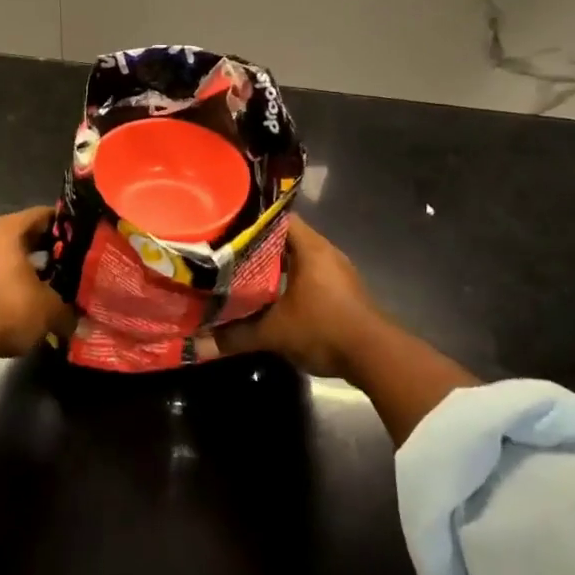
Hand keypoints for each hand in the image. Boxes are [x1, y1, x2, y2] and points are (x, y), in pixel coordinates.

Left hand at [0, 206, 75, 358]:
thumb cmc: (9, 309)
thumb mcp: (50, 310)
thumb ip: (68, 310)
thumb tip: (78, 321)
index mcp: (7, 228)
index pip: (43, 215)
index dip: (65, 227)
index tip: (81, 240)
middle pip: (21, 234)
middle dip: (44, 248)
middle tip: (68, 263)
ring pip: (3, 254)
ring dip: (22, 266)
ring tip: (46, 284)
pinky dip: (4, 281)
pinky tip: (20, 299)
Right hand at [217, 217, 384, 379]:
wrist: (375, 357)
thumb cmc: (324, 329)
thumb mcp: (274, 333)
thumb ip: (235, 337)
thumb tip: (198, 345)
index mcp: (310, 247)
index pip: (277, 218)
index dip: (251, 220)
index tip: (227, 226)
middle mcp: (326, 252)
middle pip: (286, 238)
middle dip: (258, 245)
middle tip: (227, 251)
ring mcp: (338, 272)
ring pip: (299, 259)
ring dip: (276, 266)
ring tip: (243, 272)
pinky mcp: (343, 291)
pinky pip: (310, 275)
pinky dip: (291, 281)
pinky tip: (272, 295)